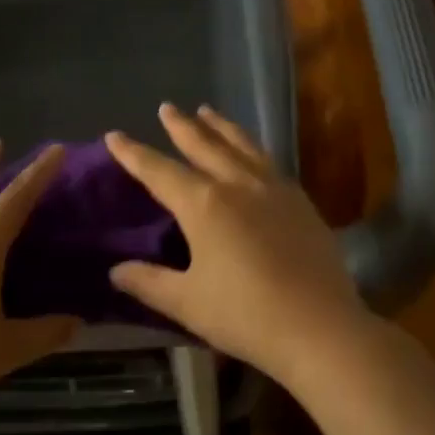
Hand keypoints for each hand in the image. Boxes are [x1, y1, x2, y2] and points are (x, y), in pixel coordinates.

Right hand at [105, 104, 376, 385]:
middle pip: (204, 145)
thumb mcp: (188, 302)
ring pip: (242, 145)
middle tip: (167, 107)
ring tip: (208, 112)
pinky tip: (252, 154)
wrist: (320, 326)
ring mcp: (274, 189)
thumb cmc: (246, 315)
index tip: (114, 135)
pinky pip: (268, 162)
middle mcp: (238, 184)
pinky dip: (251, 148)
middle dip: (181, 126)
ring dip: (221, 127)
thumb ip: (149, 283)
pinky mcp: (301, 202)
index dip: (133, 153)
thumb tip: (116, 271)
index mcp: (204, 204)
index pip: (159, 171)